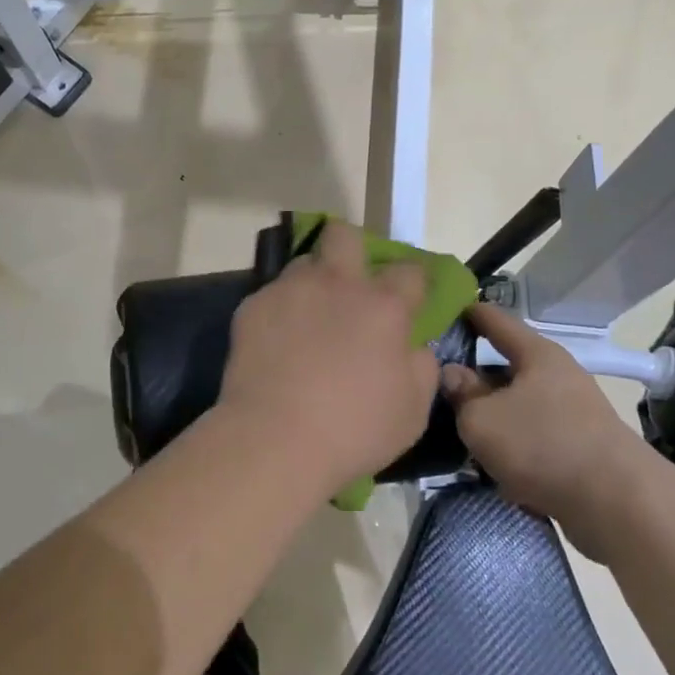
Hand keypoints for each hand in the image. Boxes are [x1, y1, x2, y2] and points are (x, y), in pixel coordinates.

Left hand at [217, 220, 438, 494]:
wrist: (274, 439)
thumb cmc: (353, 430)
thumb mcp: (413, 411)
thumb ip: (421, 367)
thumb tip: (414, 346)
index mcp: (383, 306)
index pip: (410, 270)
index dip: (414, 281)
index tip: (410, 298)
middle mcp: (337, 284)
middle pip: (344, 235)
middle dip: (351, 248)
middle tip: (350, 282)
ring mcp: (291, 290)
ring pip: (304, 263)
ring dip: (313, 281)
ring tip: (309, 316)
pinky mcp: (253, 305)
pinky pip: (272, 295)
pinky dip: (281, 312)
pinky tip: (277, 343)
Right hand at [440, 304, 667, 561]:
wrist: (619, 507)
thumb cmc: (543, 446)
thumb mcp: (482, 419)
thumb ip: (462, 394)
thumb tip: (452, 374)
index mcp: (537, 354)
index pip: (495, 319)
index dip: (466, 312)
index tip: (438, 309)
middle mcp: (558, 375)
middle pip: (506, 365)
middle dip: (474, 374)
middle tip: (437, 381)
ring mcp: (573, 412)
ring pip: (519, 404)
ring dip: (493, 414)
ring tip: (459, 427)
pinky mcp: (581, 448)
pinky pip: (534, 435)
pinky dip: (512, 444)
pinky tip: (491, 461)